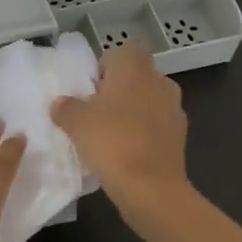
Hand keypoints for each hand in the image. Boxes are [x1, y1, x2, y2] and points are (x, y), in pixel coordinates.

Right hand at [52, 45, 191, 230]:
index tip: (91, 89)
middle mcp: (159, 81)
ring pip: (147, 102)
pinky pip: (156, 126)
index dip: (105, 67)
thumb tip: (61, 103)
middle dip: (117, 91)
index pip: (121, 52)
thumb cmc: (112, 142)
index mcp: (135, 67)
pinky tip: (126, 155)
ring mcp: (174, 109)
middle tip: (95, 113)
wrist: (152, 189)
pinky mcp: (180, 137)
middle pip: (135, 77)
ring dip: (131, 113)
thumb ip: (66, 107)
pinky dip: (143, 134)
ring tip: (109, 137)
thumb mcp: (76, 122)